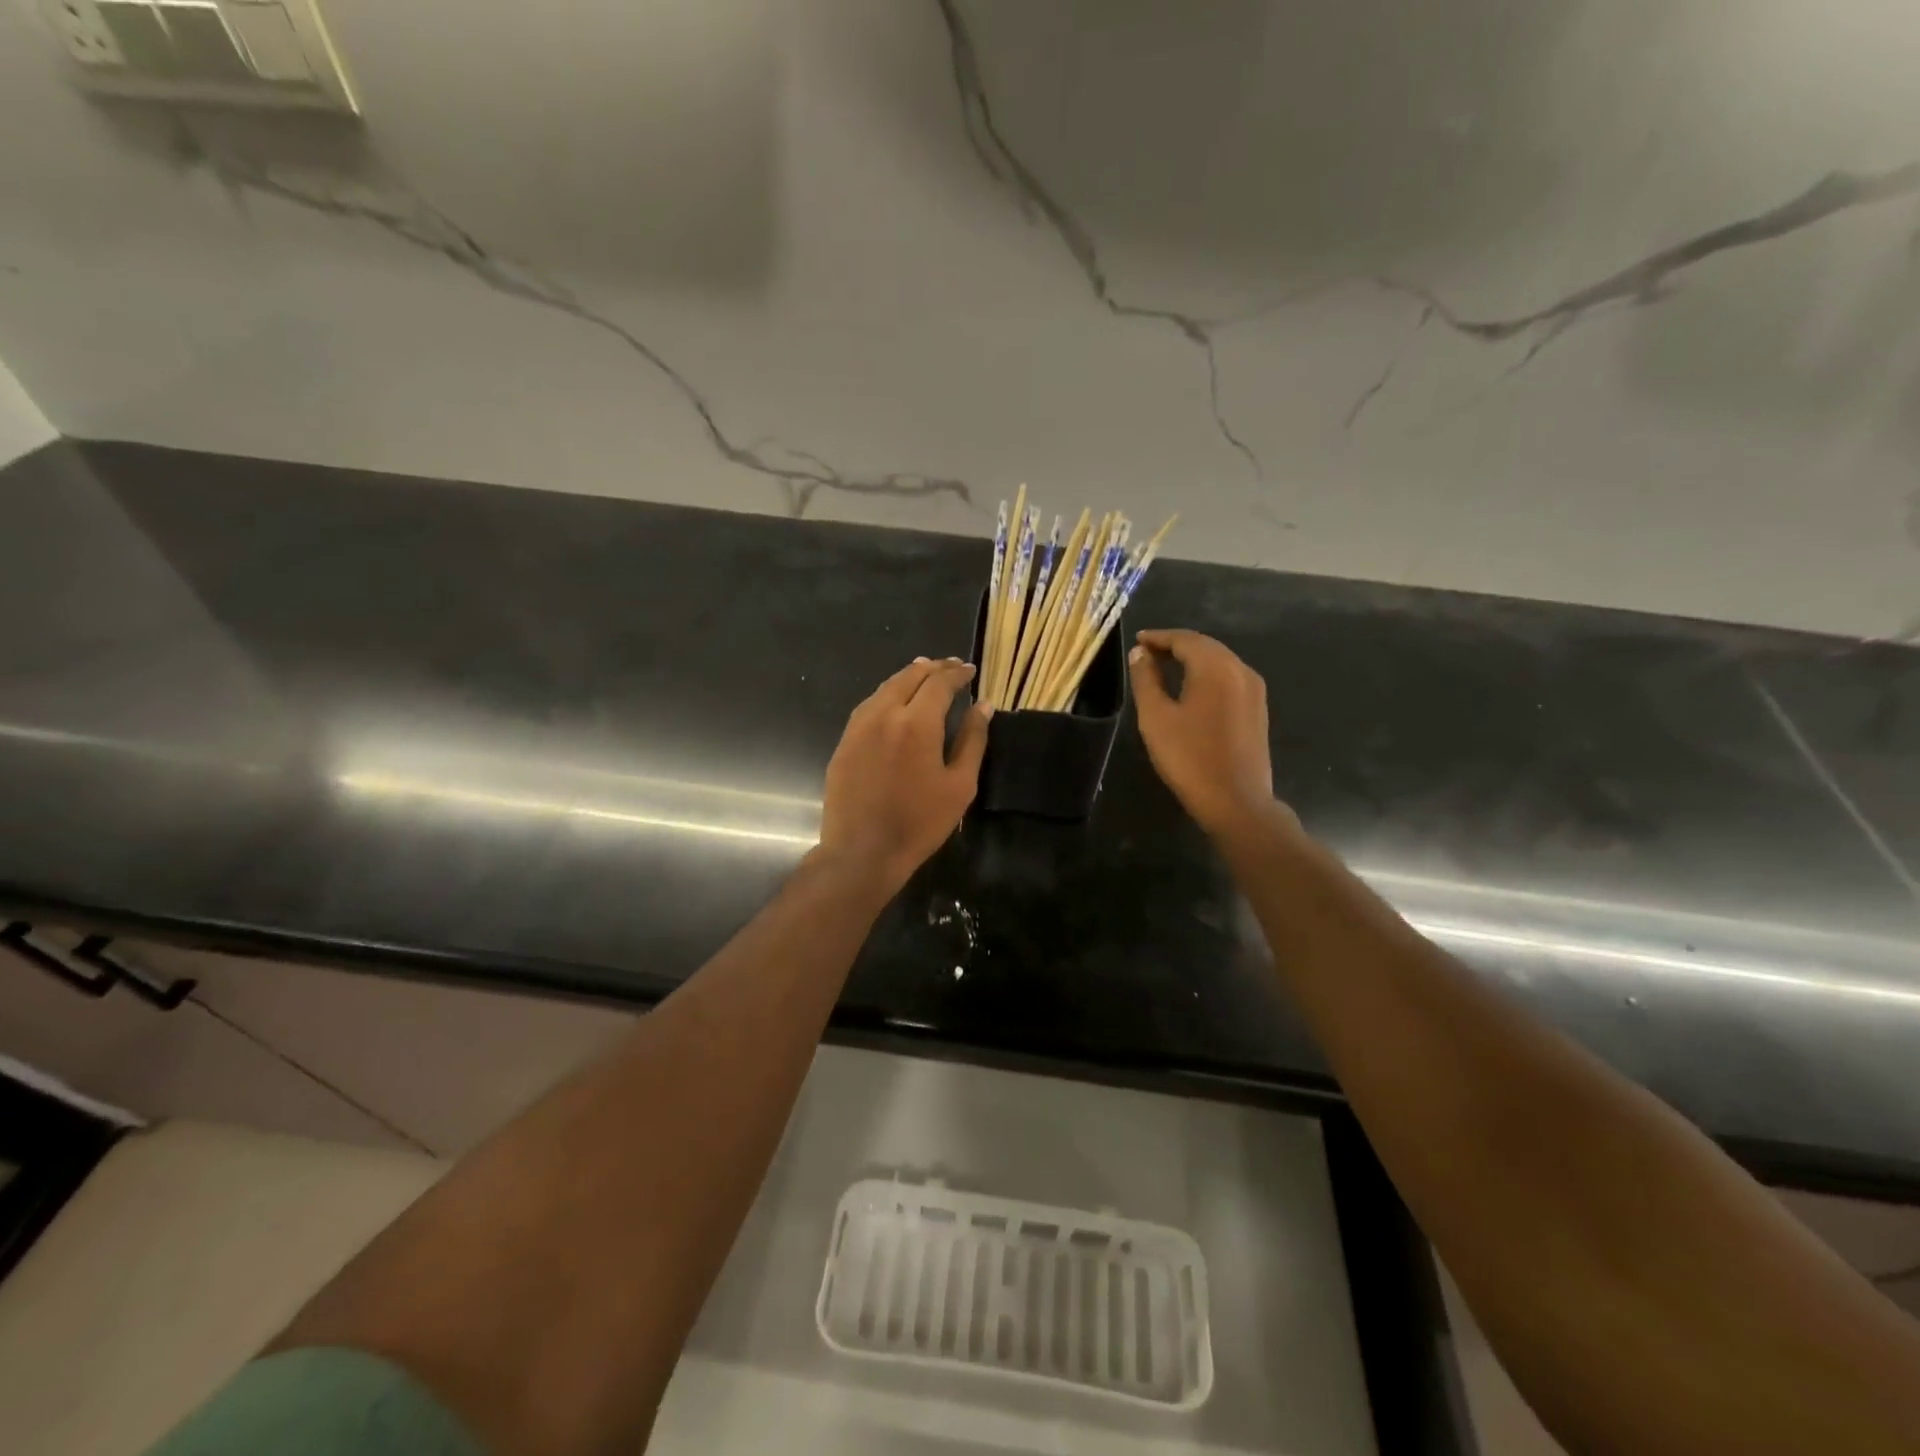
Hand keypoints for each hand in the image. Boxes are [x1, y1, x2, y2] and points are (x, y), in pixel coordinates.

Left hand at [819, 657, 989, 893]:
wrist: (862, 852)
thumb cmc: (919, 823)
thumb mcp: (959, 785)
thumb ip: (972, 740)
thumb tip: (984, 705)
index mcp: (916, 722)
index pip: (939, 683)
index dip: (957, 673)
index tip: (971, 670)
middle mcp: (884, 714)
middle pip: (909, 677)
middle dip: (933, 668)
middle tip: (951, 666)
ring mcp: (858, 727)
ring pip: (885, 688)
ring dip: (908, 677)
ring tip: (924, 674)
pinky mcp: (844, 742)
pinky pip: (868, 706)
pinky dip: (887, 695)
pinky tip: (895, 701)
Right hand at [1128, 629, 1285, 837]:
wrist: (1236, 801)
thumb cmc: (1189, 758)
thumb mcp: (1156, 717)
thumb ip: (1146, 679)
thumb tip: (1140, 653)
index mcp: (1215, 667)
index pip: (1184, 639)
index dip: (1158, 637)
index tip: (1137, 640)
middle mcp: (1240, 669)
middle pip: (1205, 646)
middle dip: (1175, 645)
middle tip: (1147, 652)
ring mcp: (1254, 689)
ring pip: (1219, 661)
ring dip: (1192, 659)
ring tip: (1165, 667)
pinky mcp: (1258, 708)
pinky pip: (1229, 677)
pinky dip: (1207, 674)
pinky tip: (1191, 688)